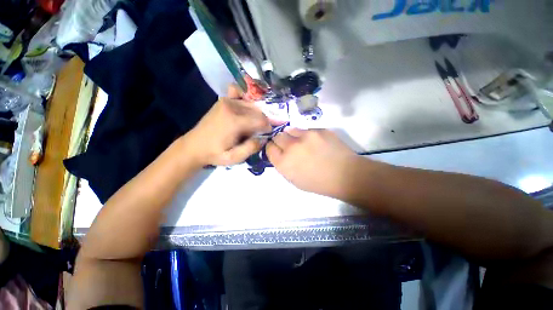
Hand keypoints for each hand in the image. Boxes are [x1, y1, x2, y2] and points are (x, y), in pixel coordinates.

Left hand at [183, 85, 270, 165]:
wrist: (193, 146)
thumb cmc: (215, 153)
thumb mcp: (234, 158)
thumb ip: (251, 148)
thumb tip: (263, 138)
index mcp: (235, 121)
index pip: (261, 120)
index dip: (267, 127)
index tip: (266, 135)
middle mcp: (232, 106)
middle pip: (258, 111)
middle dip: (262, 121)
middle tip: (259, 132)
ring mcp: (226, 101)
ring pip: (251, 104)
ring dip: (256, 114)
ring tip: (252, 125)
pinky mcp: (222, 101)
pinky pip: (239, 94)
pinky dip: (245, 99)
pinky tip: (245, 109)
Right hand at [266, 129, 358, 197]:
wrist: (345, 175)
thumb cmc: (318, 182)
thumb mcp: (294, 180)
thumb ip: (283, 165)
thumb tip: (279, 152)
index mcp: (284, 163)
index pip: (269, 148)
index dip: (272, 148)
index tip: (276, 149)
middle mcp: (291, 147)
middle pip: (277, 136)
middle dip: (280, 141)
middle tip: (288, 146)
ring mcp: (306, 136)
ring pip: (290, 129)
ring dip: (292, 135)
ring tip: (301, 142)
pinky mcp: (318, 129)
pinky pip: (305, 129)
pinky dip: (306, 135)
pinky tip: (315, 142)